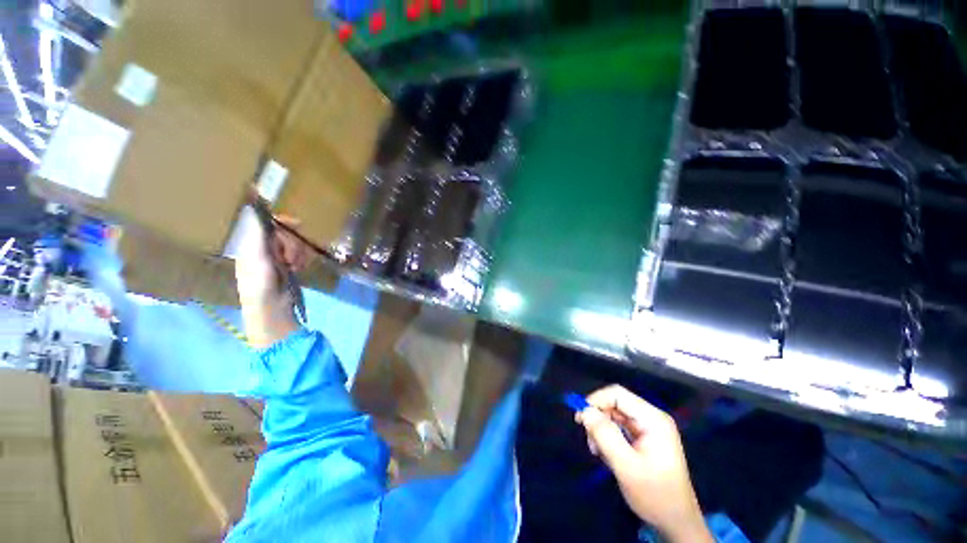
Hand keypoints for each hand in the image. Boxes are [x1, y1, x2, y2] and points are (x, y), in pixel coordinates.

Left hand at [234, 205, 309, 348]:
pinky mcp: (286, 267)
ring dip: (298, 253)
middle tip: (291, 259)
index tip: (298, 224)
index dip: (281, 221)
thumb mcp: (258, 257)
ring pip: (293, 244)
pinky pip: (297, 254)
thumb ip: (258, 234)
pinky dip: (301, 259)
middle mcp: (262, 248)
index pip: (266, 223)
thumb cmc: (261, 284)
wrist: (271, 308)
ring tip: (295, 266)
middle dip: (292, 244)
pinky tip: (299, 268)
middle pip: (284, 234)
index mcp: (251, 244)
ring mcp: (275, 258)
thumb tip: (254, 208)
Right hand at [576, 385, 712, 542]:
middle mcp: (651, 418)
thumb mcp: (626, 466)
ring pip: (613, 415)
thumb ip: (605, 435)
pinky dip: (607, 437)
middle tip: (589, 440)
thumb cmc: (655, 494)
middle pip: (614, 404)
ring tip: (597, 451)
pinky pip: (618, 427)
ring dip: (600, 429)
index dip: (596, 400)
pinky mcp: (643, 437)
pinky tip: (605, 453)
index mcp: (653, 419)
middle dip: (598, 418)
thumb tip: (585, 411)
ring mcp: (648, 428)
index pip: (617, 394)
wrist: (676, 522)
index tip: (580, 418)